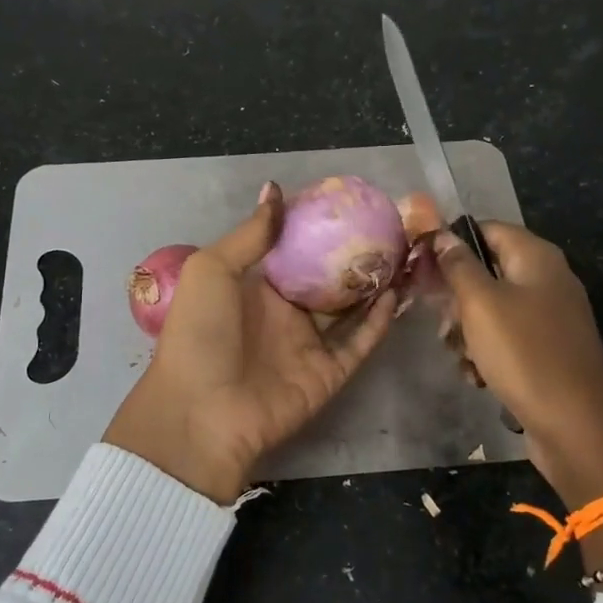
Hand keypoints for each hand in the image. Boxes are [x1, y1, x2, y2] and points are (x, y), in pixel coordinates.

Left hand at [105, 184, 397, 504]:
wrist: (201, 412)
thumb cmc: (200, 332)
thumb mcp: (212, 270)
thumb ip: (250, 234)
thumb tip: (275, 190)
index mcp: (255, 287)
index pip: (293, 251)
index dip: (318, 228)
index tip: (348, 201)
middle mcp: (284, 312)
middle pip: (327, 278)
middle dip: (354, 254)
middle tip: (388, 225)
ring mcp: (307, 344)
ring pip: (350, 308)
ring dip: (374, 284)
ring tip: (402, 254)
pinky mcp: (327, 373)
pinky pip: (359, 342)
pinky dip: (378, 321)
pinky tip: (396, 293)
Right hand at [433, 223, 602, 504]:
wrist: (576, 424)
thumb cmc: (524, 352)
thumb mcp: (480, 303)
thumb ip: (458, 265)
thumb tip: (442, 234)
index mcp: (536, 257)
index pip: (485, 229)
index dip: (451, 243)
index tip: (421, 267)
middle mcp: (546, 280)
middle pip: (487, 272)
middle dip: (457, 298)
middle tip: (443, 323)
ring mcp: (550, 317)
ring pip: (492, 309)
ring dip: (467, 331)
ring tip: (460, 356)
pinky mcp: (547, 350)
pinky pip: (507, 339)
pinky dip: (487, 353)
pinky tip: (477, 376)